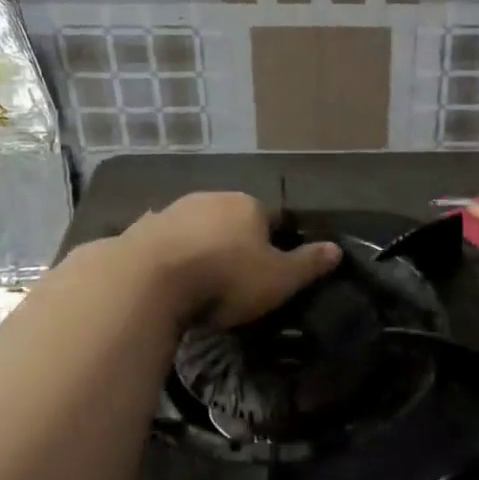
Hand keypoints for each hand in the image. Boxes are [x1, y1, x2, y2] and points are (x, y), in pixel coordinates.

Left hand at [108, 191, 341, 327]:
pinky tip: (169, 275)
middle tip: (238, 277)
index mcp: (249, 205)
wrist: (149, 281)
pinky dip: (171, 253)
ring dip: (202, 244)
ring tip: (202, 279)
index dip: (276, 242)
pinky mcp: (141, 229)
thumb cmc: (225, 278)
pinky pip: (165, 240)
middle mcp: (212, 198)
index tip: (273, 268)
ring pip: (197, 226)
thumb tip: (337, 249)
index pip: (272, 217)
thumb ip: (308, 264)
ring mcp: (173, 211)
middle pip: (233, 218)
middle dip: (237, 241)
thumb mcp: (279, 279)